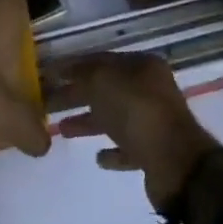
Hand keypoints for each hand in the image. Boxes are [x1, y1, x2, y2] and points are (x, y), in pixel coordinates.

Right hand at [56, 52, 222, 209]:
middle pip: (105, 89)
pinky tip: (98, 157)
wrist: (176, 163)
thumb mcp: (103, 81)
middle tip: (46, 102)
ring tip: (62, 130)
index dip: (73, 66)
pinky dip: (112, 150)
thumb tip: (65, 70)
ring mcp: (153, 121)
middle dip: (76, 95)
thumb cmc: (137, 111)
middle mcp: (150, 90)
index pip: (101, 60)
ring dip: (88, 122)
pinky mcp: (154, 152)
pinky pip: (127, 147)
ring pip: (114, 117)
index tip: (48, 75)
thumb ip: (82, 73)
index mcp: (142, 66)